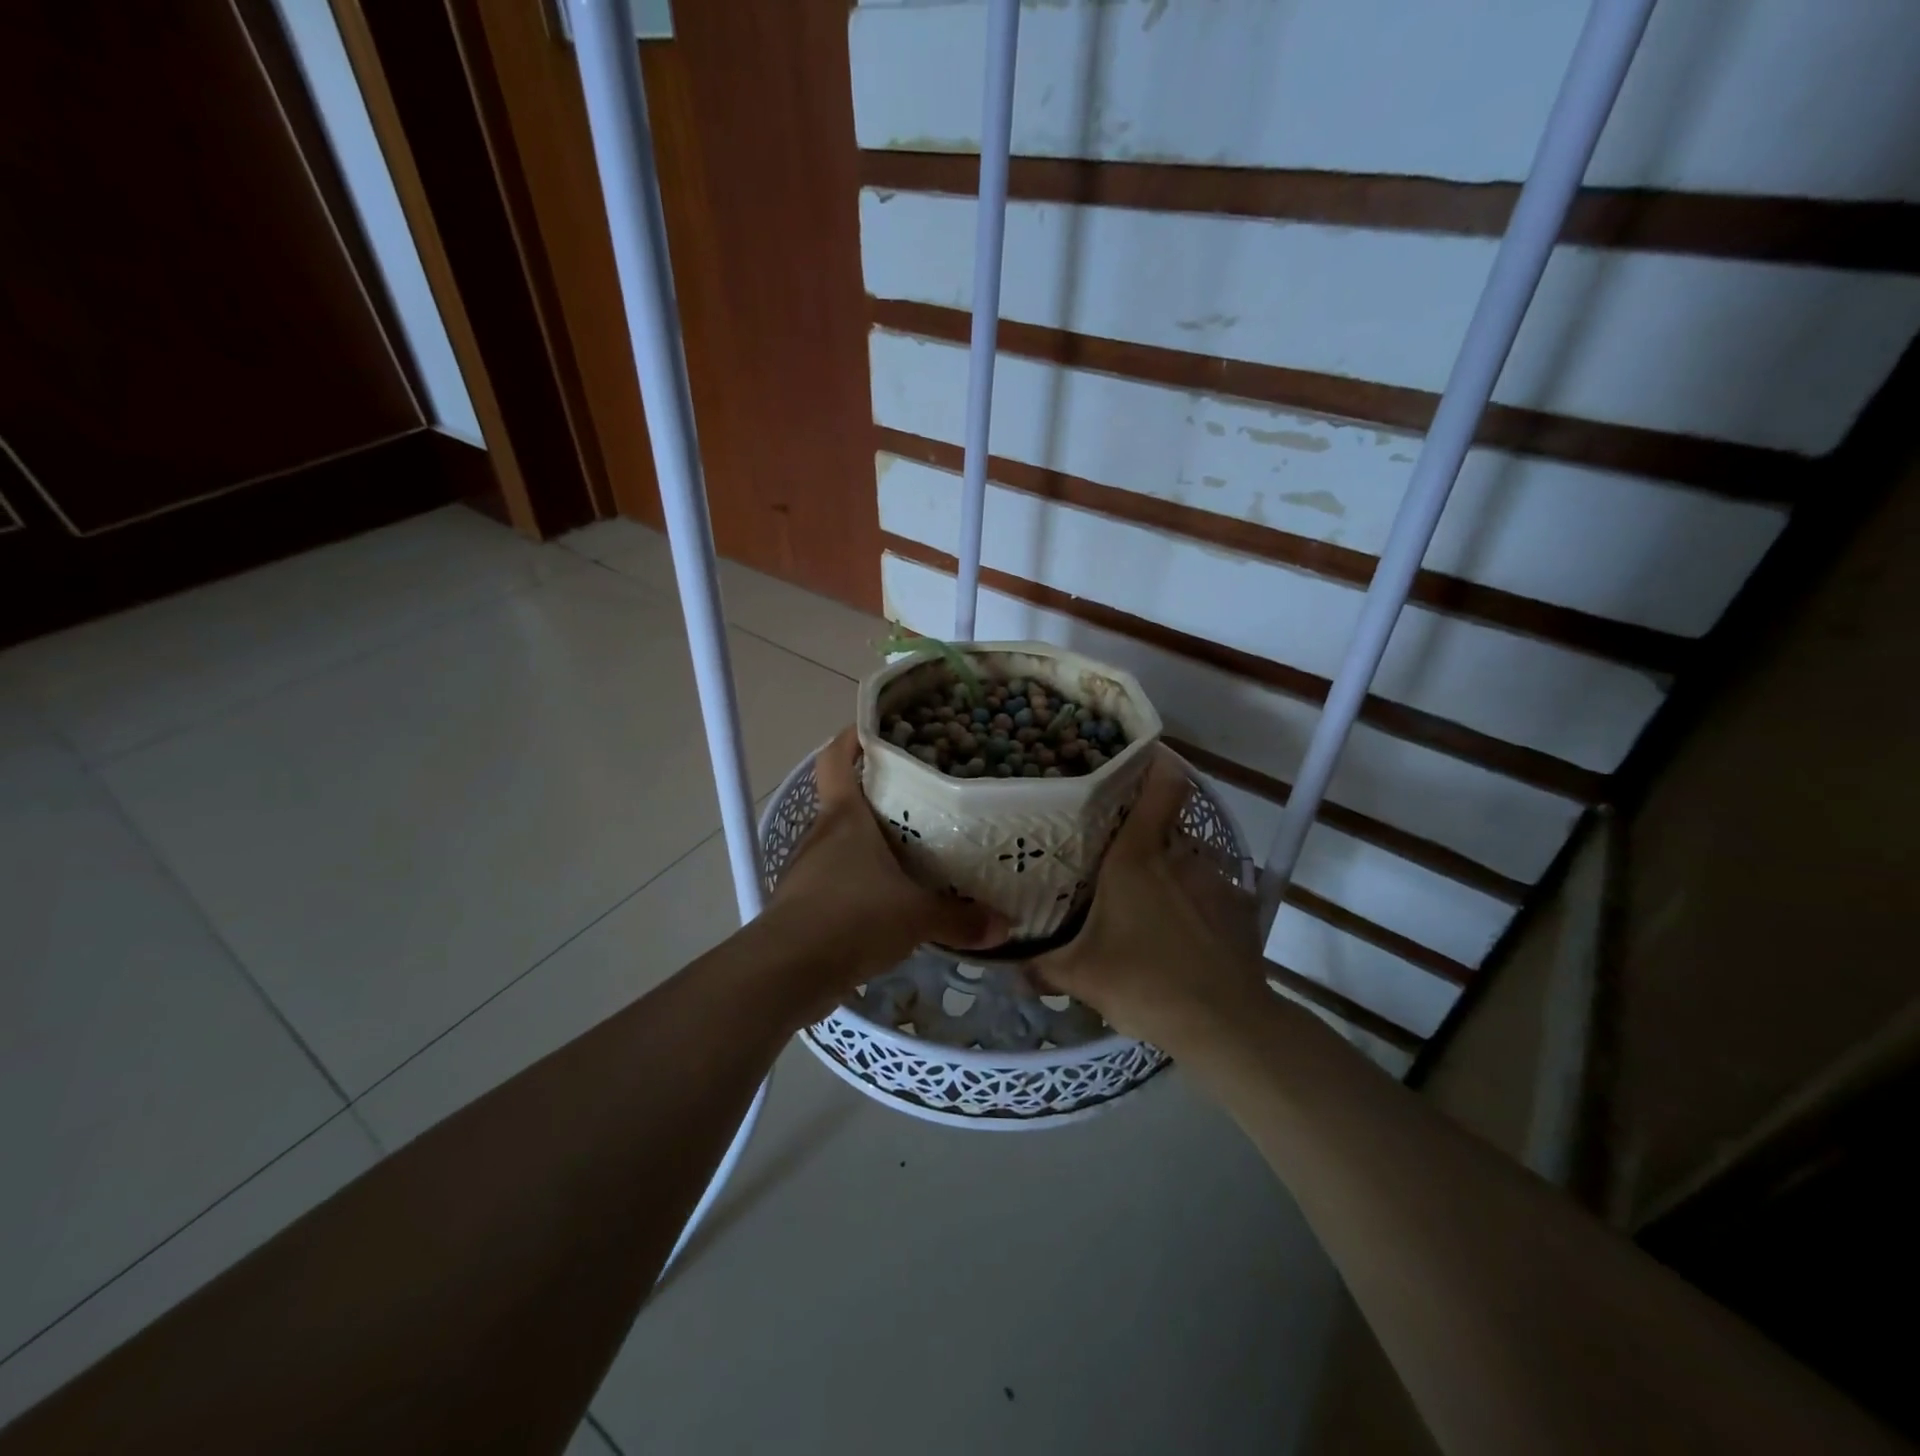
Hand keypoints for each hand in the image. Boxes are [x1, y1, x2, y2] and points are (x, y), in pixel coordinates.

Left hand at [764, 728, 1006, 1005]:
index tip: (877, 730)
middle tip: (922, 799)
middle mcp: (822, 835)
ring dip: (870, 846)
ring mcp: (808, 870)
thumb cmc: (852, 917)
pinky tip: (889, 901)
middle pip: (846, 801)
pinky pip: (837, 882)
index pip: (836, 758)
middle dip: (878, 798)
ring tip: (913, 852)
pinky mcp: (803, 905)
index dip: (851, 738)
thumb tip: (1005, 925)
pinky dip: (860, 884)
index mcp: (844, 817)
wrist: (787, 971)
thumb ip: (960, 918)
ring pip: (843, 845)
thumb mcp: (916, 916)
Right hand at [1030, 746, 1268, 1050]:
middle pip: (1163, 824)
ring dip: (1168, 874)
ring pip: (1185, 861)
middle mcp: (1180, 856)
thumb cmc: (1144, 984)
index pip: (1161, 785)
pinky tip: (1182, 935)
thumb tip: (1008, 967)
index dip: (1154, 763)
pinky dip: (1194, 903)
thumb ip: (1040, 966)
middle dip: (1141, 834)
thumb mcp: (1080, 976)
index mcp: (1138, 856)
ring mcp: (1216, 880)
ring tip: (1148, 904)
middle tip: (1115, 853)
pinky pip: (1209, 891)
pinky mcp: (1240, 908)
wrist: (1225, 1026)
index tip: (1134, 758)